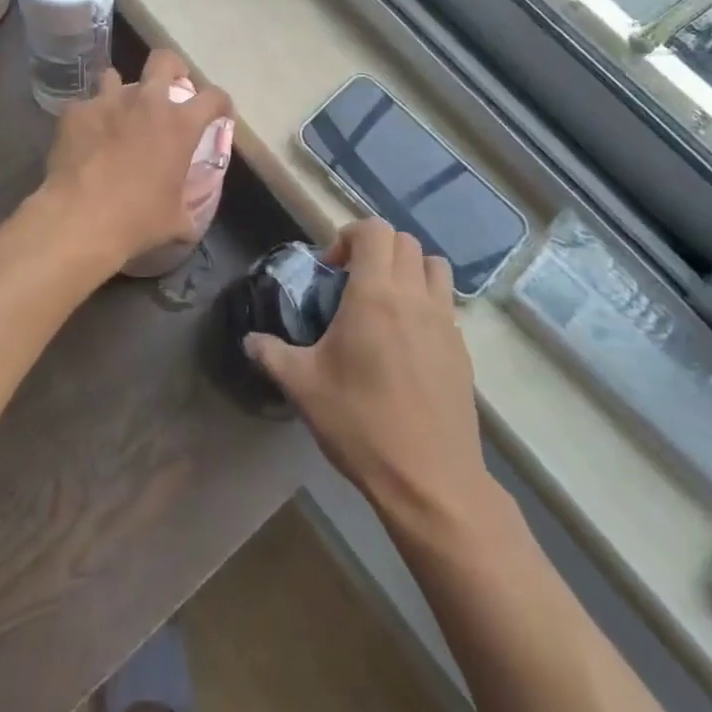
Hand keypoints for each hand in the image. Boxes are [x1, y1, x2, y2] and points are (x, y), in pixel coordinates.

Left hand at [37, 47, 232, 277]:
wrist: (79, 218)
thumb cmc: (136, 220)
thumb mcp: (176, 219)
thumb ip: (188, 207)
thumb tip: (189, 218)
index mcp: (179, 125)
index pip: (214, 97)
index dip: (221, 103)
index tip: (219, 113)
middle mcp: (146, 102)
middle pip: (164, 60)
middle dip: (172, 68)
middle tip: (170, 86)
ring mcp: (107, 101)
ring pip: (115, 76)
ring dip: (121, 91)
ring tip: (118, 112)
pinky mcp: (75, 111)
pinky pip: (86, 105)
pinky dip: (89, 117)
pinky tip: (85, 137)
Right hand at [246, 220, 486, 522]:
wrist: (430, 481)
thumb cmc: (361, 424)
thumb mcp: (303, 387)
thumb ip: (271, 354)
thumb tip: (249, 340)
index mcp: (375, 294)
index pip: (374, 230)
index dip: (349, 236)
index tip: (331, 269)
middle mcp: (414, 297)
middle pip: (404, 241)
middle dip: (375, 249)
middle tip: (352, 282)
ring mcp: (445, 322)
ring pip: (433, 266)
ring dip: (407, 268)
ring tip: (385, 302)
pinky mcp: (462, 350)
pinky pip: (446, 303)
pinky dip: (426, 301)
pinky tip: (406, 341)